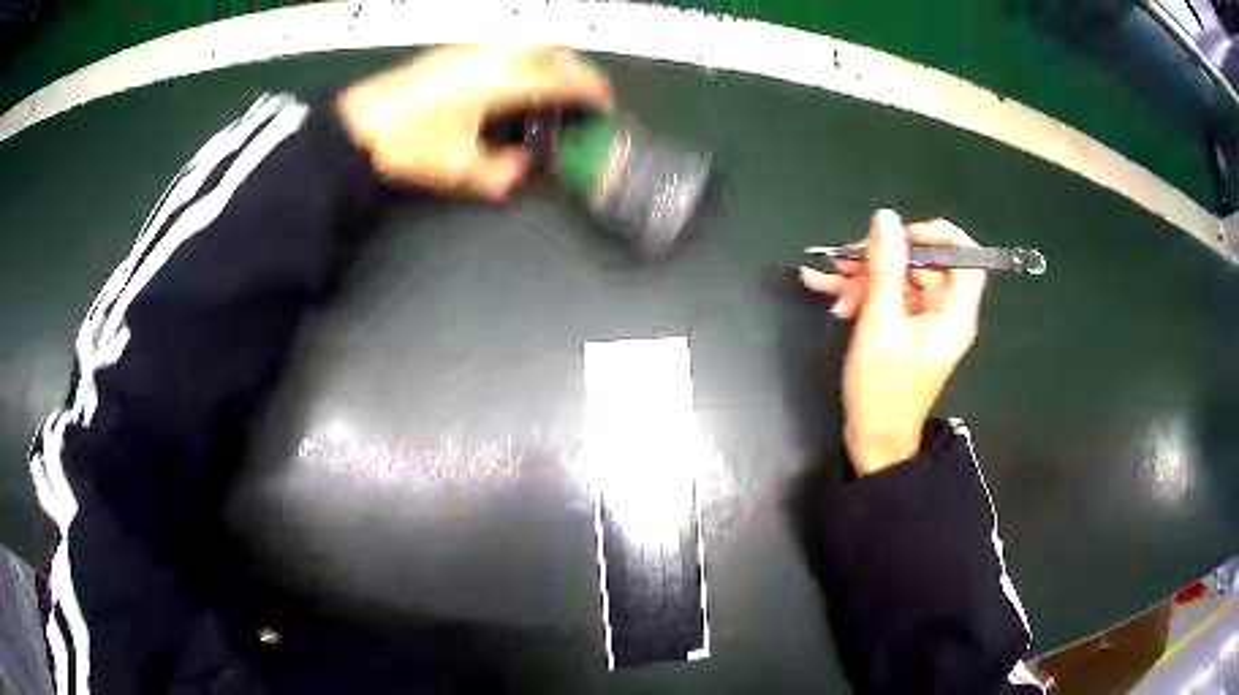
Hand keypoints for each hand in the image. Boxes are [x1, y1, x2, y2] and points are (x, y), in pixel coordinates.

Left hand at [336, 45, 613, 197]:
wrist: (357, 128)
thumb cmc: (406, 145)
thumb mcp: (460, 170)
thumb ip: (502, 172)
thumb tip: (523, 167)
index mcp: (502, 81)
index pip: (563, 78)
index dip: (591, 90)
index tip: (603, 103)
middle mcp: (491, 56)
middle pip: (552, 48)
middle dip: (576, 68)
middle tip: (583, 92)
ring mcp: (470, 49)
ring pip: (528, 41)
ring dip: (550, 59)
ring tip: (552, 85)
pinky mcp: (452, 52)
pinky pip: (504, 46)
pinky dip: (523, 58)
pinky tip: (513, 80)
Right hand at [800, 210, 986, 474]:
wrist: (874, 442)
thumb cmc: (882, 392)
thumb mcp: (879, 327)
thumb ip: (884, 270)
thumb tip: (886, 219)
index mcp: (953, 314)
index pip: (966, 259)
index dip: (939, 237)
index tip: (902, 235)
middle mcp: (944, 313)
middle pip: (923, 265)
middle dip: (882, 260)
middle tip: (846, 264)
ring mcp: (924, 322)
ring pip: (899, 279)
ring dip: (862, 278)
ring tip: (824, 283)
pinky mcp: (906, 329)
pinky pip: (888, 298)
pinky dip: (860, 294)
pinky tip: (825, 291)